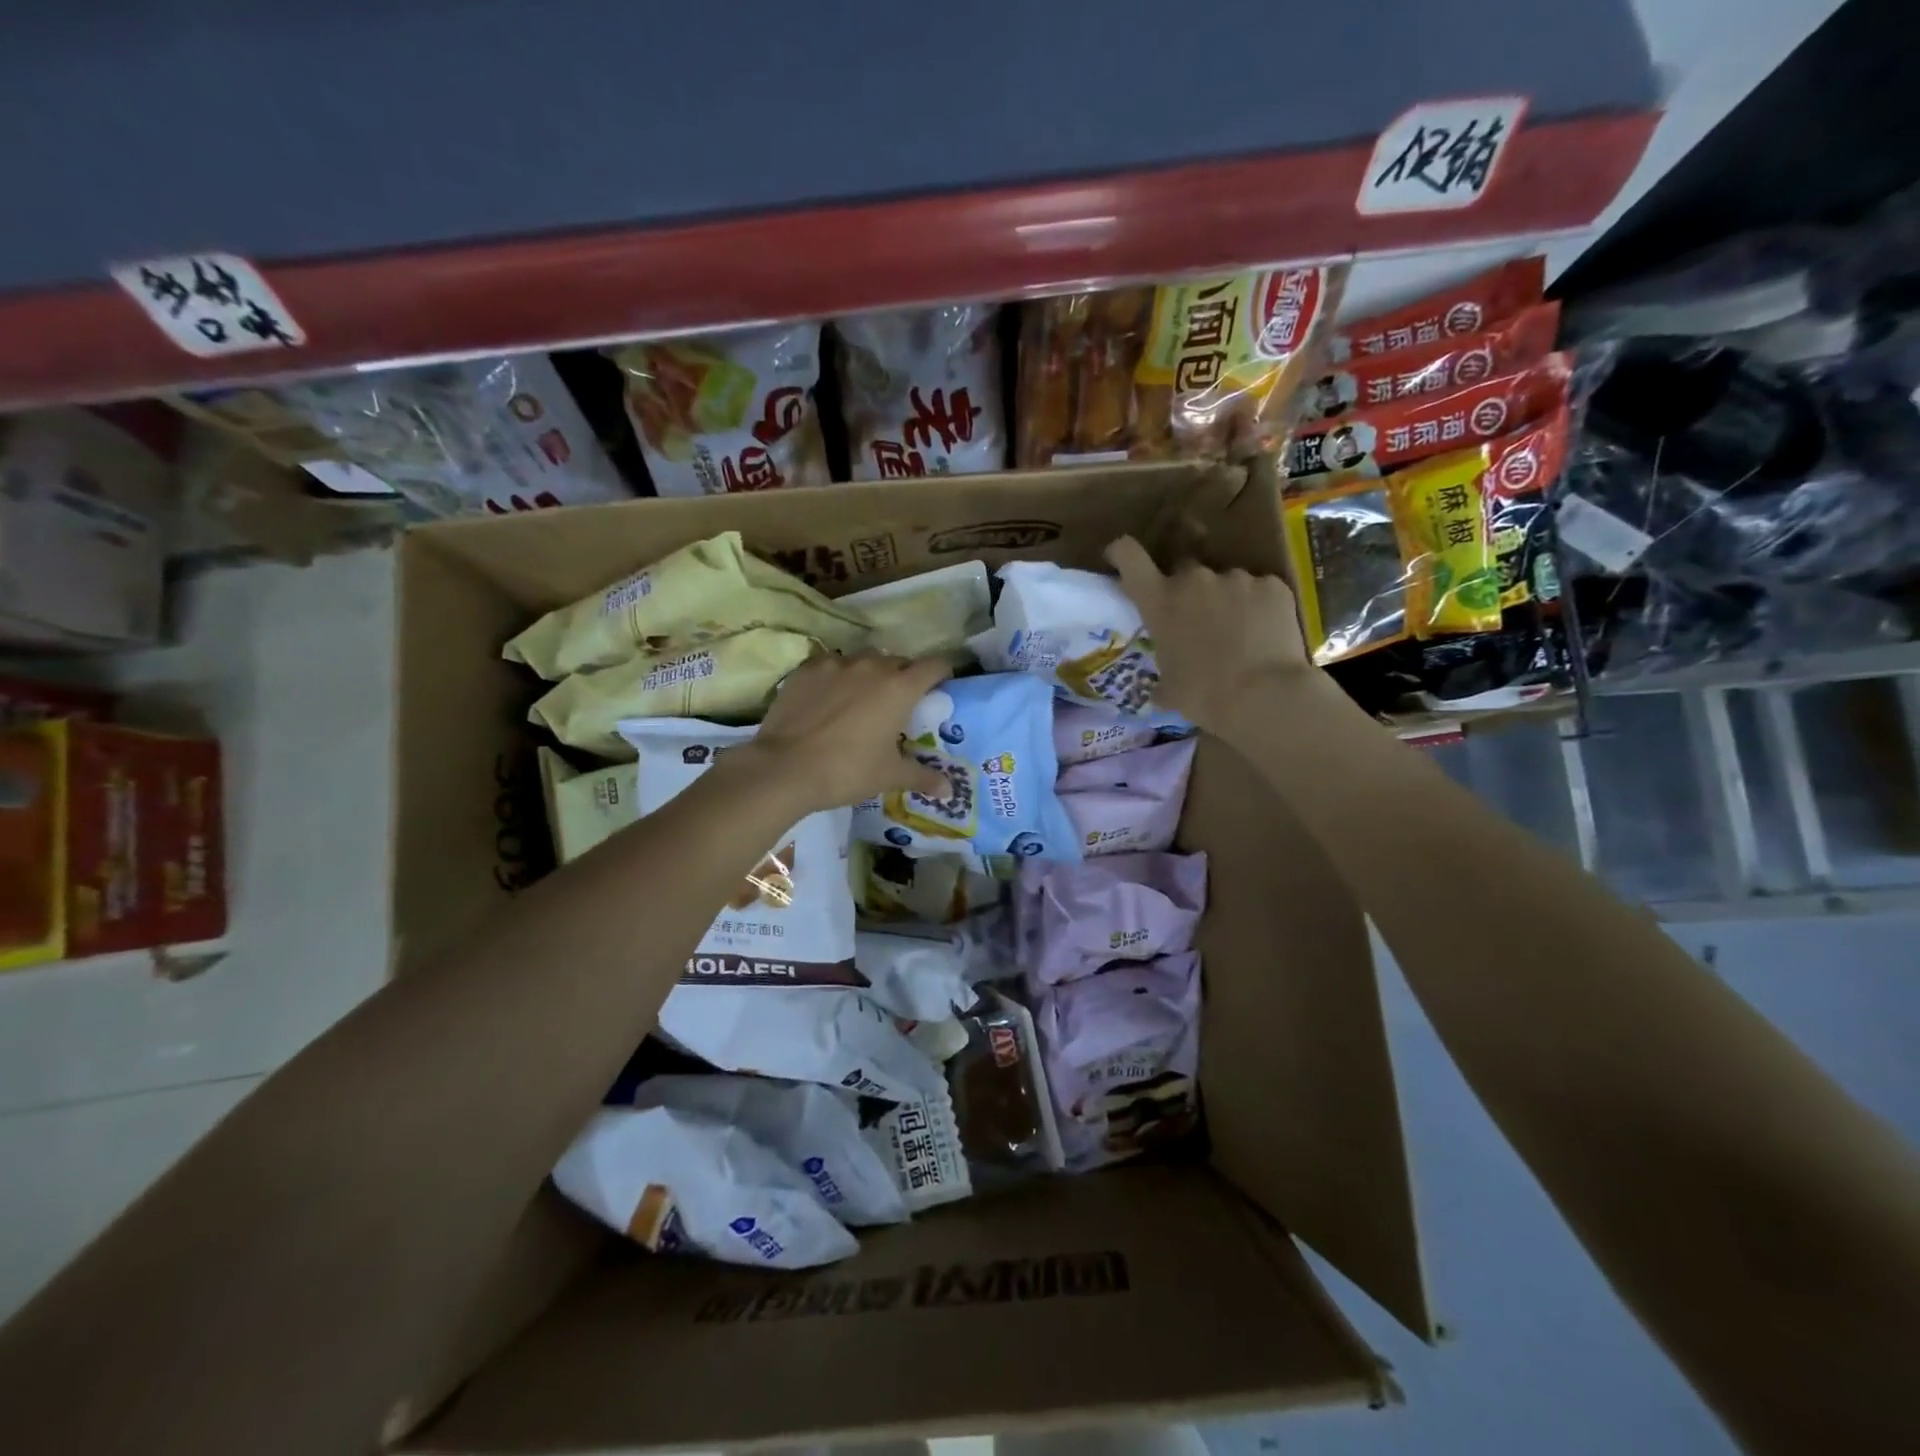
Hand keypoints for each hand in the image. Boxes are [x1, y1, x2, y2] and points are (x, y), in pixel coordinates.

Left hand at [731, 651, 952, 813]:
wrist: (784, 768)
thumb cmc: (847, 770)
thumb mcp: (888, 776)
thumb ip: (922, 777)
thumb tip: (949, 791)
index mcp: (899, 688)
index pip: (934, 666)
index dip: (942, 673)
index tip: (941, 686)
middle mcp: (871, 666)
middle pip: (898, 662)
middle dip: (903, 677)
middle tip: (899, 704)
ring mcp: (836, 664)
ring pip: (863, 660)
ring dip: (869, 674)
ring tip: (861, 699)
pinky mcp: (806, 670)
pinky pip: (830, 666)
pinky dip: (836, 678)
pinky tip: (827, 699)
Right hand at [1106, 536, 1313, 734]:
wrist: (1265, 697)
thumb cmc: (1204, 696)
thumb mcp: (1169, 690)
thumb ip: (1162, 676)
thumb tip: (1162, 689)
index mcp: (1160, 601)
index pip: (1129, 556)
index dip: (1122, 553)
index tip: (1121, 558)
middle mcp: (1195, 579)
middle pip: (1184, 569)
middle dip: (1188, 590)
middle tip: (1198, 621)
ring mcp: (1237, 578)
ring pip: (1226, 582)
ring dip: (1227, 601)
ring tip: (1240, 634)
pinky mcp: (1273, 585)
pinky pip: (1261, 591)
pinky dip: (1260, 608)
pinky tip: (1266, 635)